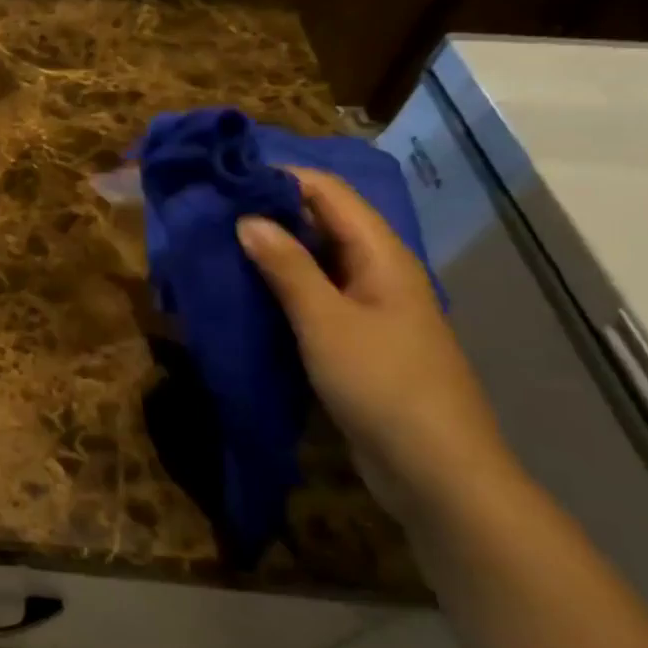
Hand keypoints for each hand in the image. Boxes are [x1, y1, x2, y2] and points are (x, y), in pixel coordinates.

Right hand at [237, 168, 515, 522]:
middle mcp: (377, 272)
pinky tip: (244, 290)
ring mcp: (368, 308)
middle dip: (271, 211)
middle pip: (323, 223)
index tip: (227, 176)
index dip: (282, 178)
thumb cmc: (383, 385)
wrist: (435, 472)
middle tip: (212, 209)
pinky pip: (313, 297)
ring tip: (218, 243)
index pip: (329, 193)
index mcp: (381, 256)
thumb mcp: (326, 321)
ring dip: (272, 250)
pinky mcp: (356, 340)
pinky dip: (279, 286)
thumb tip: (248, 218)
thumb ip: (286, 267)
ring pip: (315, 261)